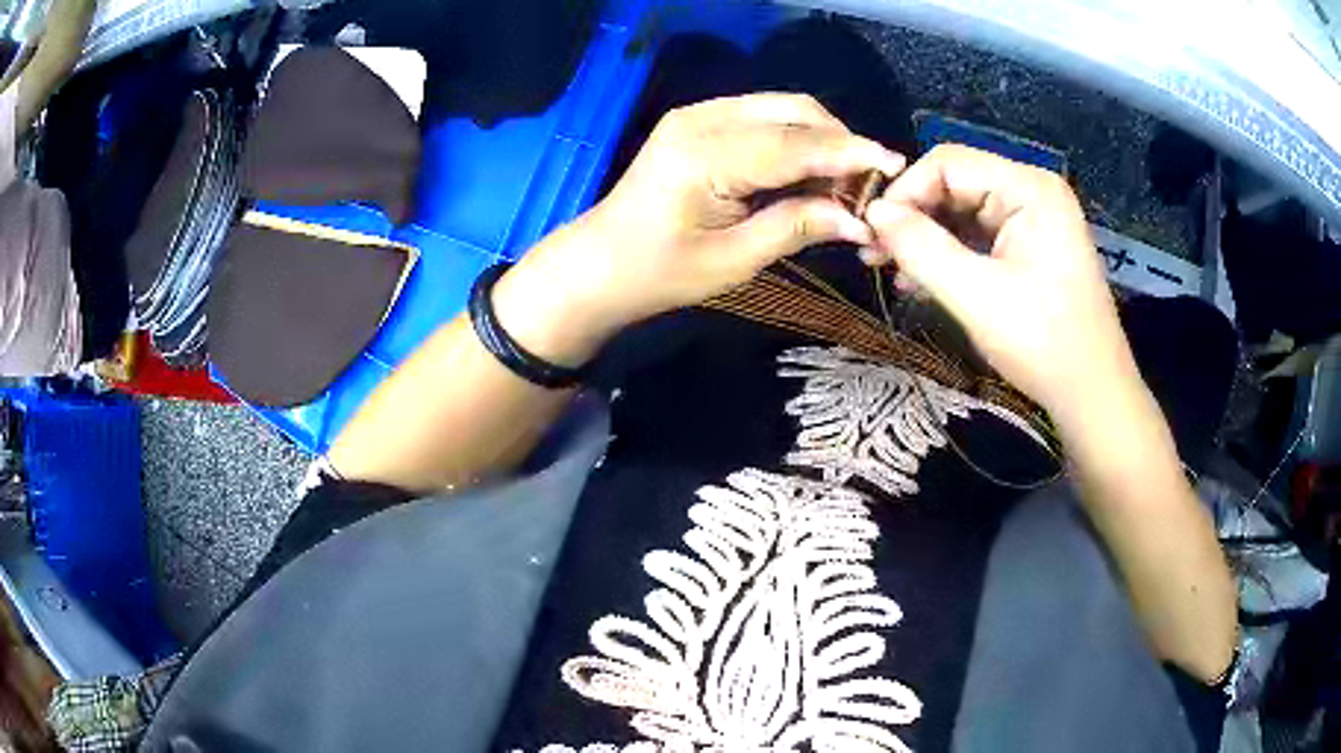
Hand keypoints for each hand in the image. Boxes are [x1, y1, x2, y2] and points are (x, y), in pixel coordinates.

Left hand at [494, 94, 905, 365]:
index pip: (796, 142)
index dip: (851, 153)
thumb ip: (797, 227)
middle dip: (840, 143)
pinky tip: (807, 173)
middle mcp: (703, 118)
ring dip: (821, 140)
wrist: (601, 263)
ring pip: (783, 109)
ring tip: (841, 187)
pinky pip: (764, 117)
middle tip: (864, 190)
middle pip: (795, 111)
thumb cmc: (660, 273)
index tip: (896, 167)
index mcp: (706, 153)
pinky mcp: (700, 120)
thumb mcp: (733, 260)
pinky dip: (796, 140)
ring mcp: (699, 114)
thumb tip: (859, 219)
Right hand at [862, 144, 1139, 424]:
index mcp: (1028, 188)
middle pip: (955, 183)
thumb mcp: (976, 295)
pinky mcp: (1030, 246)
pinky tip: (920, 281)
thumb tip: (872, 212)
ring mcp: (1033, 219)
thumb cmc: (1043, 343)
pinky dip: (948, 254)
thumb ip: (921, 247)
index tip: (871, 232)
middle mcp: (1031, 191)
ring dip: (925, 238)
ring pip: (961, 211)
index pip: (948, 163)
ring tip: (890, 271)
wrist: (1093, 395)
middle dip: (912, 216)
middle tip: (873, 254)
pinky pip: (978, 236)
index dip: (905, 191)